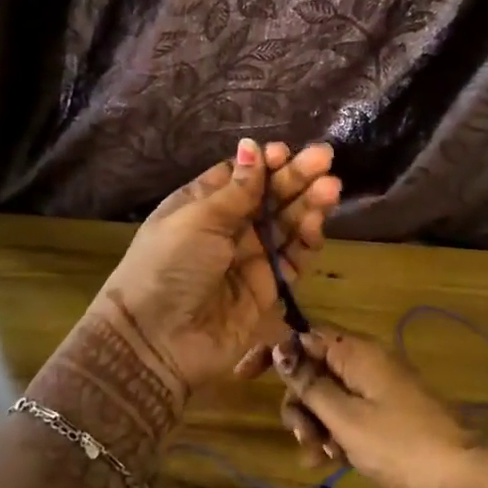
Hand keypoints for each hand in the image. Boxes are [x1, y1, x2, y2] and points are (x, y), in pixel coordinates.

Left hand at [95, 139, 340, 396]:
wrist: (157, 341)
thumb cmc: (169, 266)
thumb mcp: (197, 219)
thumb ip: (235, 189)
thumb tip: (251, 146)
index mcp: (202, 205)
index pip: (242, 176)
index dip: (265, 164)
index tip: (284, 153)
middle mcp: (228, 228)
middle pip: (269, 197)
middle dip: (296, 177)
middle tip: (325, 159)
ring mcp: (250, 258)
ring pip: (286, 224)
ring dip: (308, 204)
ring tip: (330, 187)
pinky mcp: (269, 288)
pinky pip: (293, 259)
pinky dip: (306, 240)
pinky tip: (317, 222)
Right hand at [258, 329, 487, 487]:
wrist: (462, 479)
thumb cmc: (400, 445)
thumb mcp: (346, 418)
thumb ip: (310, 384)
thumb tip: (279, 348)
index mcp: (356, 353)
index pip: (302, 337)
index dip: (272, 353)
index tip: (243, 377)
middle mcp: (365, 363)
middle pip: (313, 370)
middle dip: (299, 402)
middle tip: (304, 438)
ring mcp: (377, 389)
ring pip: (328, 396)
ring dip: (315, 424)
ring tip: (320, 457)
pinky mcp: (386, 415)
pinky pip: (347, 415)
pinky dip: (335, 434)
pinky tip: (331, 461)